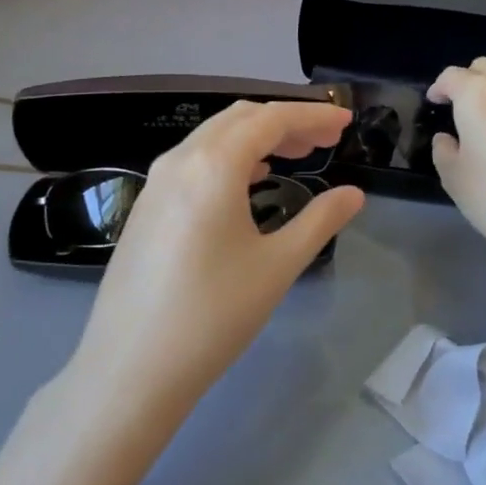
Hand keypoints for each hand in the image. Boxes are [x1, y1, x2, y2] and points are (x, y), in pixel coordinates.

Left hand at [71, 101, 365, 413]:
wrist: (131, 369)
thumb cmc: (213, 315)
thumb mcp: (277, 266)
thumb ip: (320, 221)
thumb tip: (353, 194)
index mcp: (213, 166)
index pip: (270, 119)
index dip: (312, 115)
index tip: (345, 121)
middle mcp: (179, 161)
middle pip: (239, 119)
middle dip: (286, 122)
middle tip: (325, 141)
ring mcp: (155, 183)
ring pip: (213, 137)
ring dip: (256, 138)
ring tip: (294, 157)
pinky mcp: (145, 208)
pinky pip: (193, 162)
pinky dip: (229, 157)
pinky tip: (248, 182)